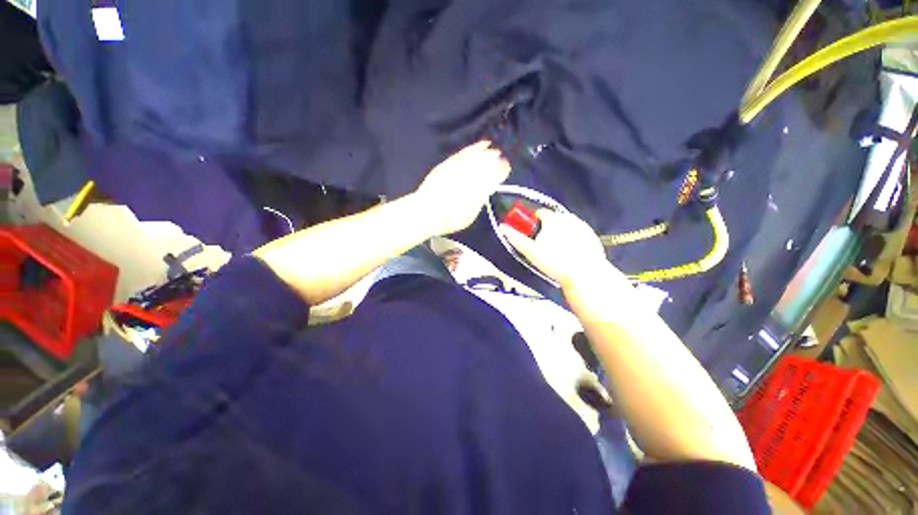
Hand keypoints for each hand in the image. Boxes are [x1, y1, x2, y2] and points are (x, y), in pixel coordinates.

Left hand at [414, 141, 510, 235]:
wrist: (426, 211)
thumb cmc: (450, 219)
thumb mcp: (471, 216)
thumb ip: (480, 201)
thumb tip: (484, 191)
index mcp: (480, 189)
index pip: (495, 175)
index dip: (502, 170)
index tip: (506, 168)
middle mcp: (471, 175)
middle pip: (487, 163)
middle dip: (495, 159)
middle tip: (500, 158)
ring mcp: (459, 167)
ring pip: (476, 155)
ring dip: (486, 152)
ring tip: (492, 148)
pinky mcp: (448, 163)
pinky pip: (464, 153)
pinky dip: (473, 148)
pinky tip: (479, 146)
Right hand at [501, 209, 624, 289]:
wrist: (585, 275)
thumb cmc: (556, 263)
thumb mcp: (531, 252)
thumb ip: (516, 238)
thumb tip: (503, 227)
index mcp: (553, 219)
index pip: (539, 213)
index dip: (532, 223)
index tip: (531, 234)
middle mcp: (569, 218)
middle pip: (552, 220)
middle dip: (546, 230)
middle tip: (543, 247)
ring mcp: (582, 227)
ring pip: (565, 227)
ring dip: (559, 234)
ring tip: (557, 253)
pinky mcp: (592, 236)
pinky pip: (577, 234)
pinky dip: (573, 241)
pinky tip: (570, 254)